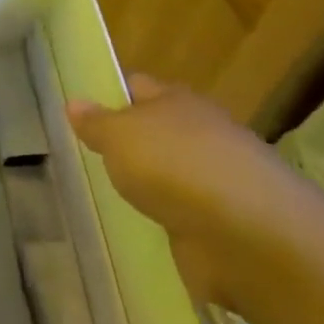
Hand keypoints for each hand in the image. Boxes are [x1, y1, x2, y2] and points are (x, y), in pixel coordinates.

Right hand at [67, 74, 322, 307]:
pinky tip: (137, 228)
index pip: (137, 86)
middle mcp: (200, 134)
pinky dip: (163, 219)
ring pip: (167, 174)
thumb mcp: (121, 136)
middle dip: (126, 142)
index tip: (79, 111)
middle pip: (155, 131)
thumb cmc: (177, 167)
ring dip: (146, 184)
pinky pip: (180, 215)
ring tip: (104, 194)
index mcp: (178, 102)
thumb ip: (96, 123)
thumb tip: (74, 103)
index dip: (109, 94)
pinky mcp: (220, 225)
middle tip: (82, 156)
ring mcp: (214, 181)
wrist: (249, 236)